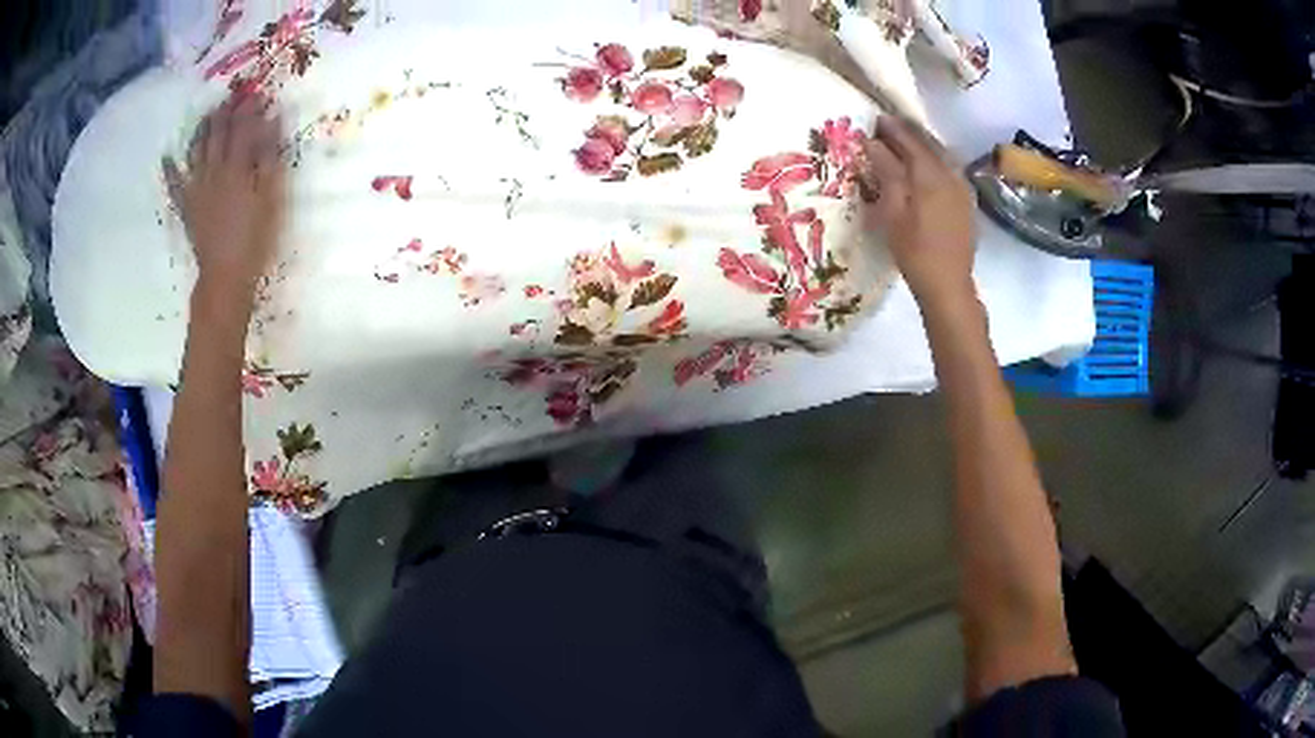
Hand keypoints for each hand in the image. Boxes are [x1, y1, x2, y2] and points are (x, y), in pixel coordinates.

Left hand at [164, 93, 285, 313]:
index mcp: (238, 167)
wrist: (226, 275)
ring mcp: (197, 188)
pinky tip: (166, 157)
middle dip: (226, 113)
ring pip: (197, 150)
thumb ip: (270, 156)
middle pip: (219, 134)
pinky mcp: (187, 206)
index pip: (244, 127)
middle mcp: (215, 170)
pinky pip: (175, 184)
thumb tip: (274, 120)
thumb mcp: (271, 196)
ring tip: (208, 113)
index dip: (251, 108)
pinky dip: (170, 170)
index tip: (258, 93)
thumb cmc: (255, 238)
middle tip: (232, 96)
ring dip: (202, 130)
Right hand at [860, 116, 976, 309]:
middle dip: (908, 132)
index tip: (875, 119)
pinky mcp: (966, 201)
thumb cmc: (914, 251)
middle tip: (888, 125)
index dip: (892, 128)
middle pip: (928, 143)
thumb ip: (887, 173)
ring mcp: (962, 188)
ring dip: (922, 144)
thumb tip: (874, 143)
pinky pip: (949, 168)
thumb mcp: (893, 212)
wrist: (949, 285)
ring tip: (904, 142)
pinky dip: (934, 159)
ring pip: (941, 154)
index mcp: (930, 174)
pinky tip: (925, 165)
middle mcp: (950, 174)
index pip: (909, 140)